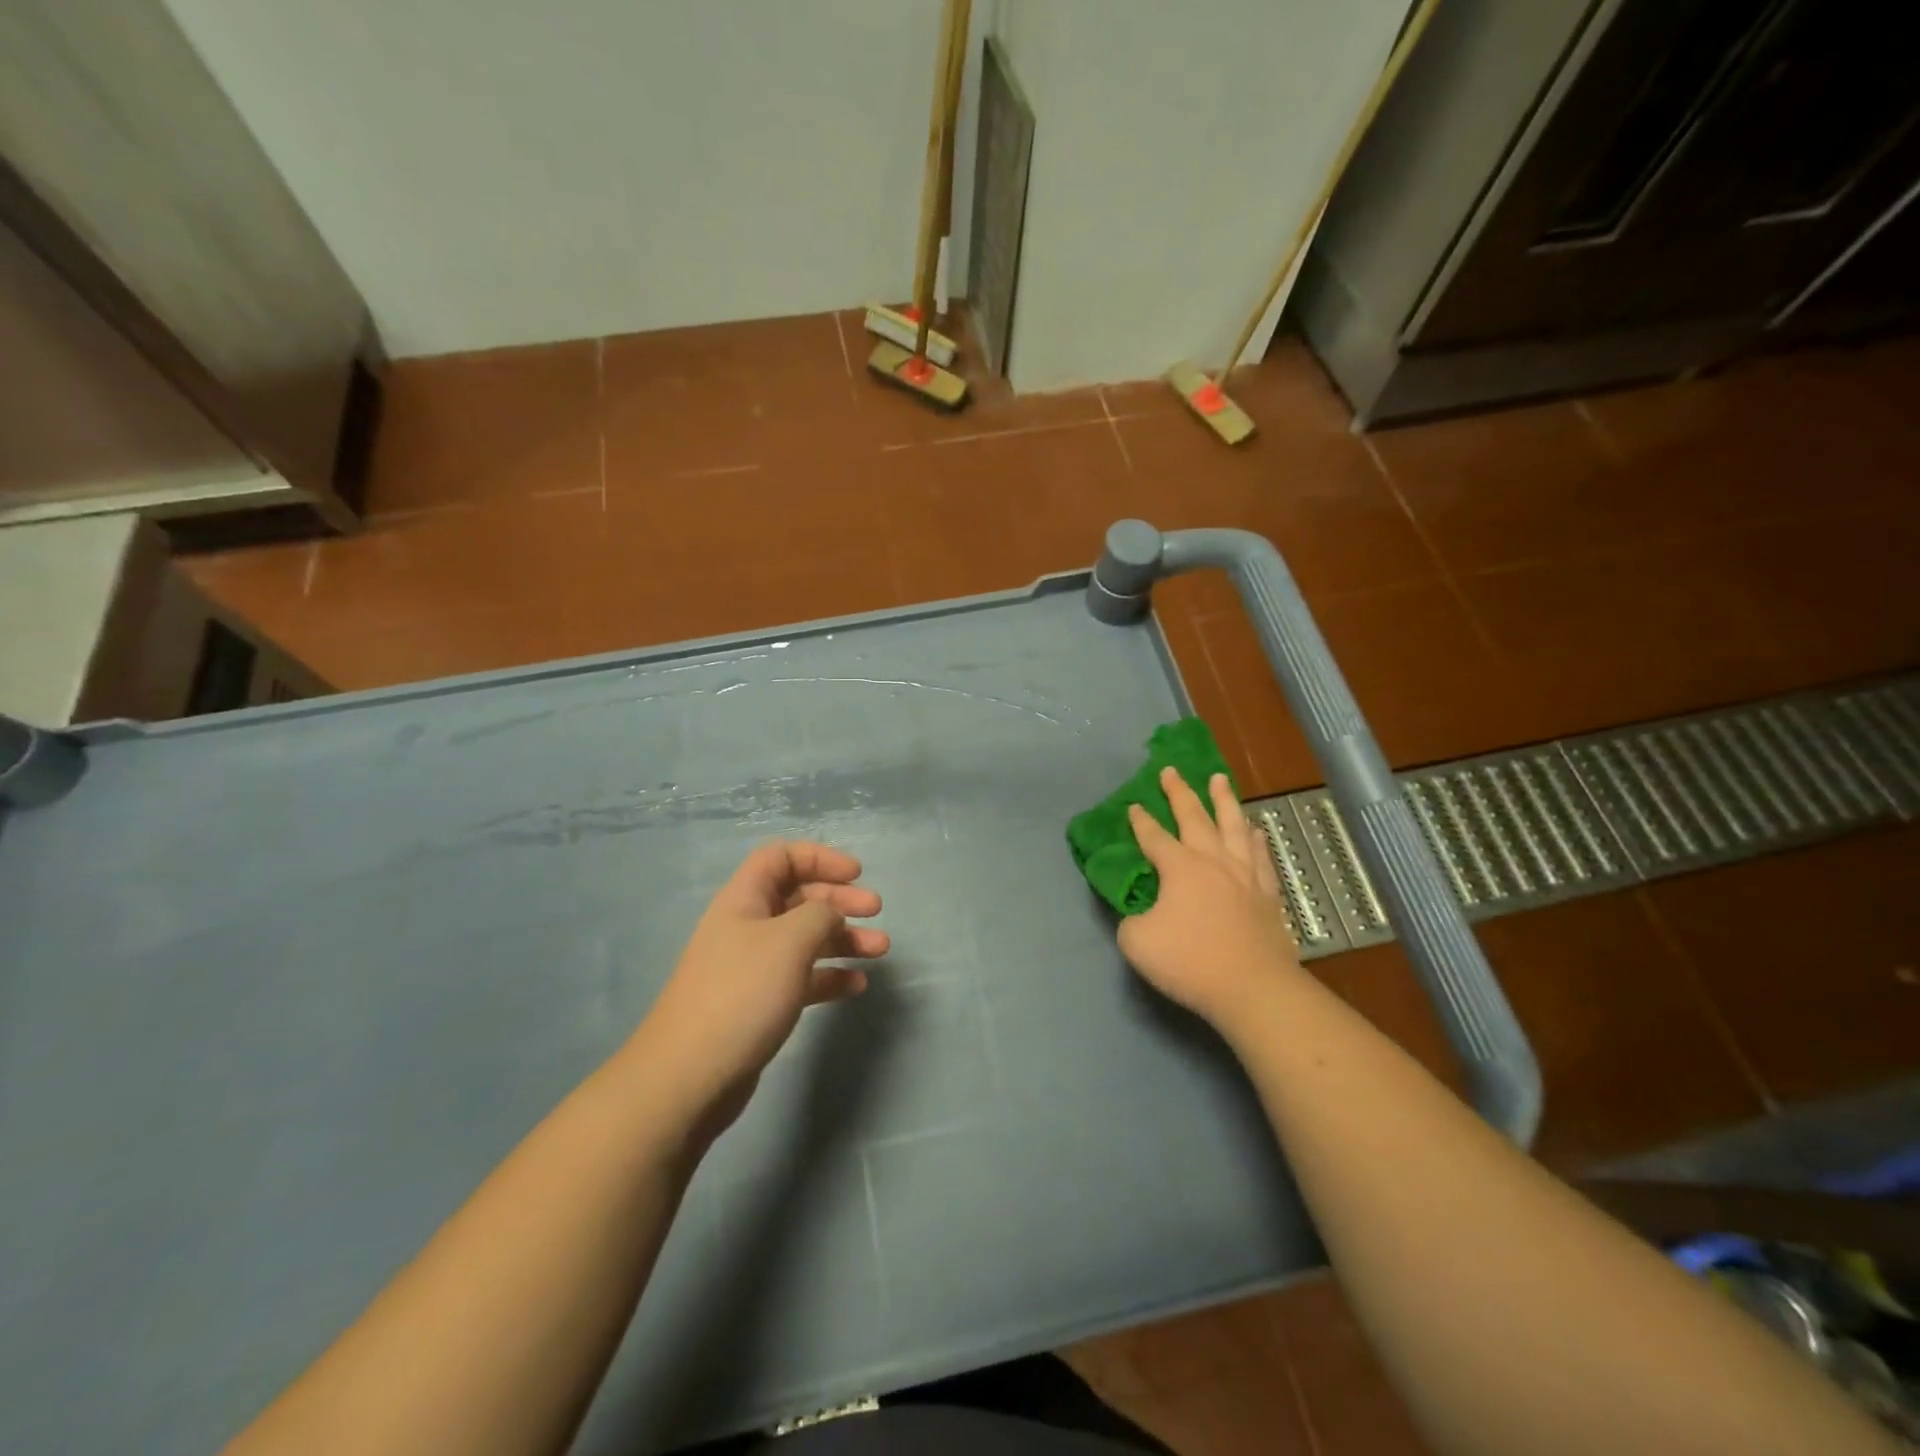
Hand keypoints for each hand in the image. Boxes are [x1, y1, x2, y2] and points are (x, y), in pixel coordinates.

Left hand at [634, 841, 888, 1140]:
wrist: (689, 1076)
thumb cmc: (742, 993)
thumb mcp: (790, 940)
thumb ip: (820, 915)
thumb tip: (831, 914)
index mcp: (745, 899)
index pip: (781, 857)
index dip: (820, 857)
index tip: (856, 874)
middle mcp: (747, 926)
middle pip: (799, 897)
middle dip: (840, 899)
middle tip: (876, 911)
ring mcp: (752, 967)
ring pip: (805, 939)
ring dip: (844, 939)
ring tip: (880, 950)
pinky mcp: (759, 1003)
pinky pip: (802, 977)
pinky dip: (831, 976)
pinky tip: (857, 986)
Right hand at [1119, 767, 1300, 1030]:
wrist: (1253, 988)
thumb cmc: (1190, 962)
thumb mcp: (1137, 943)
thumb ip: (1132, 921)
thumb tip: (1141, 915)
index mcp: (1179, 868)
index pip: (1154, 837)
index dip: (1140, 821)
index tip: (1133, 806)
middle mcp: (1212, 861)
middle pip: (1194, 817)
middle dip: (1179, 792)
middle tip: (1171, 770)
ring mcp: (1245, 875)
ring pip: (1233, 826)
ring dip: (1223, 800)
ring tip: (1219, 779)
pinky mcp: (1267, 894)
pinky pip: (1261, 857)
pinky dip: (1256, 839)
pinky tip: (1255, 830)